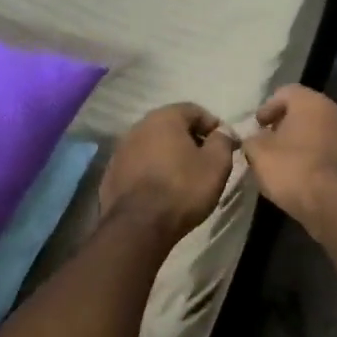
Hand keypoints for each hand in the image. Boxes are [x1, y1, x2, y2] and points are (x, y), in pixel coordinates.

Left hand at [100, 103, 235, 242]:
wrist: (138, 226)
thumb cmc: (183, 189)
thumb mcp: (216, 164)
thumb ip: (223, 141)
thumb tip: (222, 132)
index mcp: (164, 118)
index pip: (195, 110)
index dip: (214, 126)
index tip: (225, 145)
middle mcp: (138, 127)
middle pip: (171, 126)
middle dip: (190, 140)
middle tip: (206, 161)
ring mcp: (120, 150)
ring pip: (153, 145)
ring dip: (169, 155)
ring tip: (184, 177)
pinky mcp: (112, 173)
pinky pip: (139, 165)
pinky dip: (152, 171)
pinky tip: (161, 190)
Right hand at [242, 84, 336, 231]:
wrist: (333, 203)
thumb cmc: (292, 168)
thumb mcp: (258, 153)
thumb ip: (252, 140)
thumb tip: (254, 139)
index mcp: (312, 102)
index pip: (287, 92)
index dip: (268, 107)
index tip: (257, 125)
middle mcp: (336, 112)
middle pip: (306, 111)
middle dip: (286, 124)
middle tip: (269, 141)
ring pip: (321, 131)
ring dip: (303, 141)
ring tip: (285, 160)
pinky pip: (331, 151)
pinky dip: (316, 157)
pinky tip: (303, 174)